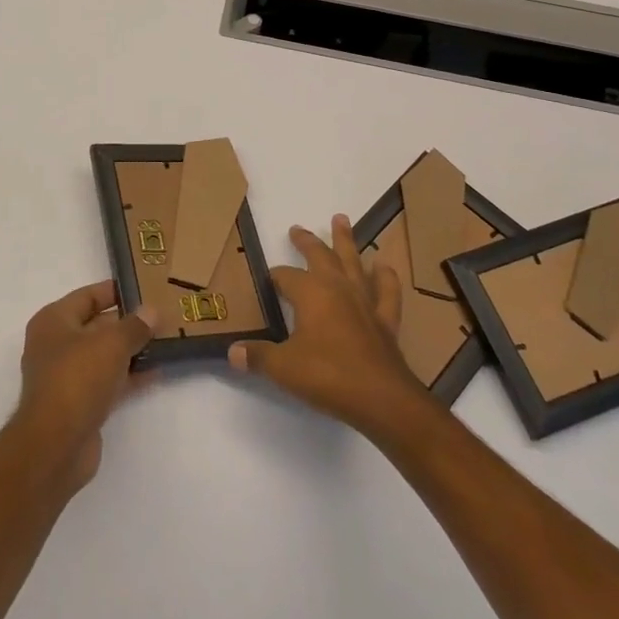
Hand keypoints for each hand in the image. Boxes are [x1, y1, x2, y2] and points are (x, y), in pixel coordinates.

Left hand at [13, 280, 154, 491]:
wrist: (56, 445)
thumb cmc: (77, 378)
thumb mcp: (111, 344)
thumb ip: (134, 326)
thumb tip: (152, 311)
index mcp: (54, 321)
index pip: (87, 296)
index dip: (115, 291)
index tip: (144, 288)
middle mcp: (56, 345)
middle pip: (97, 325)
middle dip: (128, 323)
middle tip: (162, 317)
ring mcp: (67, 376)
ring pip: (104, 355)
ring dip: (131, 350)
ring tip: (165, 342)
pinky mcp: (79, 404)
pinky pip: (108, 381)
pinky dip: (129, 376)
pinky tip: (156, 372)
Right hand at [229, 214, 432, 437]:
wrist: (381, 399)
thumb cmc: (327, 376)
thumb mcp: (283, 367)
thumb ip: (257, 356)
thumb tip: (232, 351)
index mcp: (311, 293)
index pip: (285, 276)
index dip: (274, 277)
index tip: (266, 280)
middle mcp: (338, 288)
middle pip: (320, 256)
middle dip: (306, 241)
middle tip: (297, 228)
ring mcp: (365, 302)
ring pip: (353, 262)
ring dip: (346, 240)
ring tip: (341, 219)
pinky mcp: (385, 320)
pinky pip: (386, 292)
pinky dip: (385, 277)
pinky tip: (383, 266)